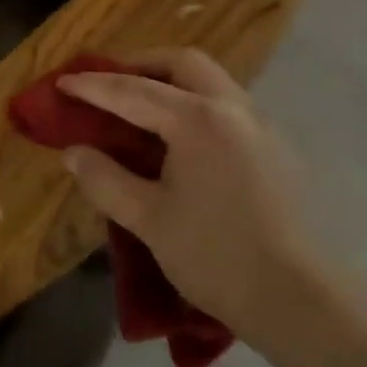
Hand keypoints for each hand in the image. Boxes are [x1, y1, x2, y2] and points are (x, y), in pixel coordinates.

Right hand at [57, 49, 316, 348]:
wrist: (303, 304)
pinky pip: (228, 104)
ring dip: (172, 80)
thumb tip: (73, 153)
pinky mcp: (278, 148)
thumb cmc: (218, 257)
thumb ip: (106, 180)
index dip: (93, 86)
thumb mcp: (150, 220)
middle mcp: (233, 107)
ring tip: (143, 106)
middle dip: (141, 64)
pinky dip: (196, 102)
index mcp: (198, 119)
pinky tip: (184, 138)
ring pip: (211, 79)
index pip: (134, 91)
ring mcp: (261, 125)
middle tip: (110, 83)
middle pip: (182, 63)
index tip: (62, 82)